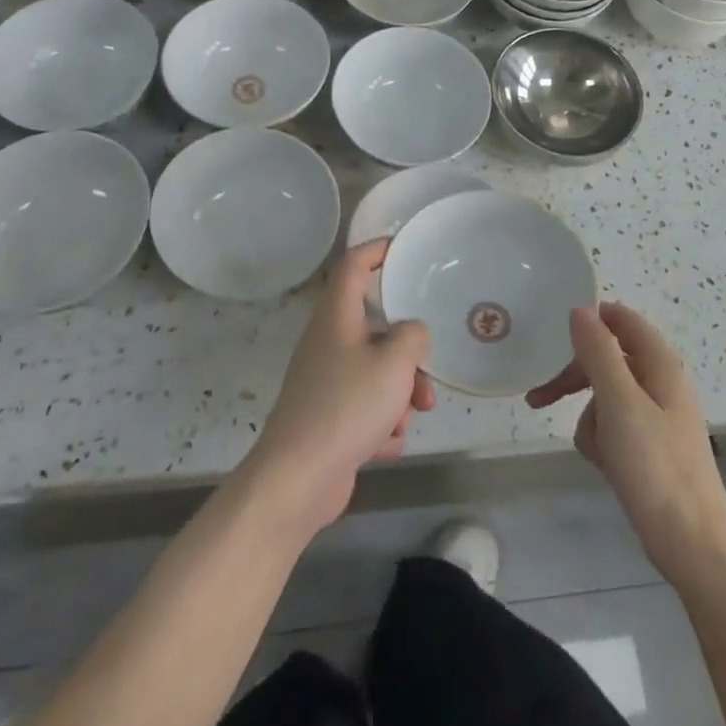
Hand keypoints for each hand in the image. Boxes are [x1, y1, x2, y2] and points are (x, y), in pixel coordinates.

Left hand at [241, 240, 433, 537]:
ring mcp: (325, 381)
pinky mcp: (327, 417)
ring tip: (409, 418)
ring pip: (375, 371)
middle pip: (375, 328)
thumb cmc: (347, 407)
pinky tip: (384, 444)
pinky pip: (366, 406)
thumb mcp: (395, 363)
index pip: (354, 265)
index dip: (377, 249)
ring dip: (400, 392)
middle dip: (408, 352)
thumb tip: (411, 333)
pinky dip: (381, 422)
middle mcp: (328, 342)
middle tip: (426, 371)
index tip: (404, 247)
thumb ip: (413, 336)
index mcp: (337, 318)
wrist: (298, 478)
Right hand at [528, 302, 725, 590]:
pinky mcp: (649, 447)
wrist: (692, 544)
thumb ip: (598, 352)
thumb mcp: (619, 402)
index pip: (622, 319)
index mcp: (660, 364)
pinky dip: (602, 440)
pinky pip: (613, 427)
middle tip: (540, 396)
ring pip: (605, 396)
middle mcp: (660, 383)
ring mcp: (655, 417)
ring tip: (594, 448)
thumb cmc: (655, 467)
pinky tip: (604, 464)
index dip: (590, 319)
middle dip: (575, 376)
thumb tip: (580, 309)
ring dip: (590, 416)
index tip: (553, 332)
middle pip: (608, 359)